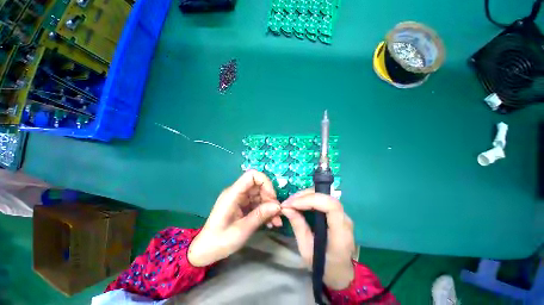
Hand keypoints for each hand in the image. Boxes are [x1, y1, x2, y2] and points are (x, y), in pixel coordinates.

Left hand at [188, 170, 281, 266]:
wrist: (206, 251)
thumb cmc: (220, 241)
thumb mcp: (242, 230)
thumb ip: (260, 215)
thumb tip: (278, 206)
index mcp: (233, 193)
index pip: (252, 175)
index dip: (265, 182)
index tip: (272, 198)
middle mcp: (237, 192)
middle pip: (258, 185)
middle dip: (270, 197)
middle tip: (277, 213)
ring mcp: (240, 198)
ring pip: (260, 194)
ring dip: (270, 206)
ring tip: (276, 221)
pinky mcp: (242, 205)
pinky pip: (257, 203)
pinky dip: (265, 211)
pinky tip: (270, 222)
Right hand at [281, 190, 354, 289]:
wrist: (341, 273)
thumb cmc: (324, 266)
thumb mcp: (307, 250)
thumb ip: (298, 226)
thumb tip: (286, 208)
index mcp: (340, 233)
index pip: (331, 206)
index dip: (310, 200)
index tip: (292, 204)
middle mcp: (345, 220)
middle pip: (326, 197)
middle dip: (304, 196)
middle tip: (288, 202)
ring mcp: (343, 215)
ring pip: (324, 195)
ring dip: (305, 195)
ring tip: (291, 201)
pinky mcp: (337, 213)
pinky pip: (322, 200)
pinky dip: (309, 198)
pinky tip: (299, 202)